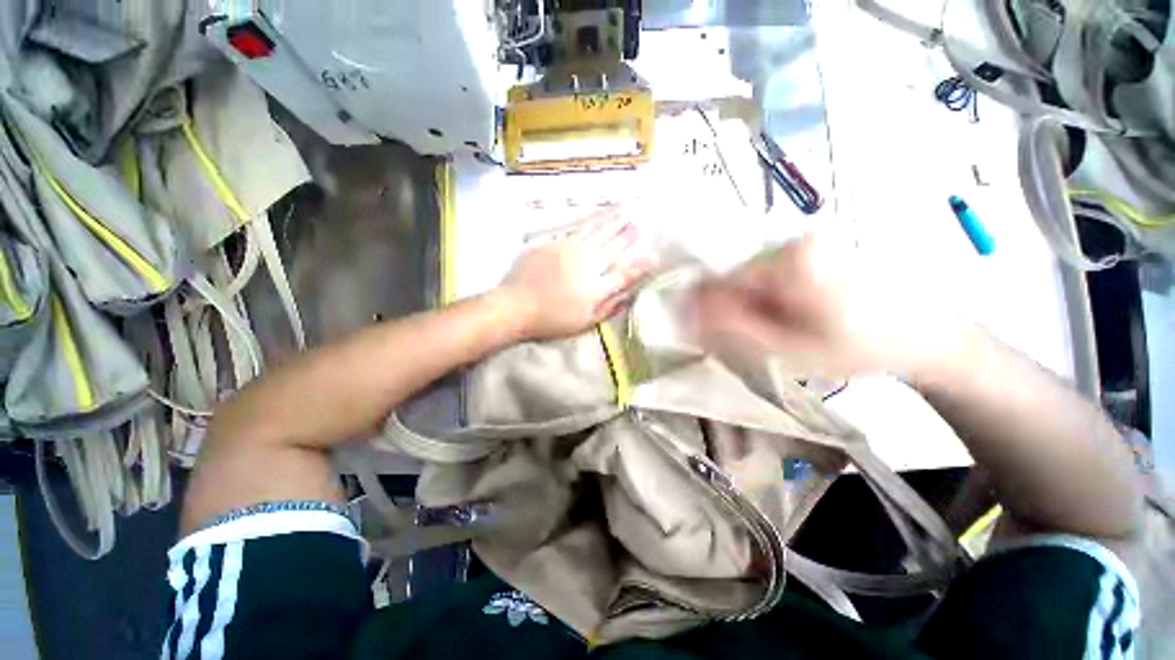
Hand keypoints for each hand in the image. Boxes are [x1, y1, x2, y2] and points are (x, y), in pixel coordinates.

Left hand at [500, 207, 657, 340]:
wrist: (515, 305)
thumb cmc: (552, 319)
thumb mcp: (585, 321)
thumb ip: (610, 305)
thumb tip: (631, 292)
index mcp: (596, 282)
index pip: (624, 270)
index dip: (641, 263)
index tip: (655, 255)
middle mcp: (586, 260)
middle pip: (612, 244)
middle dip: (627, 234)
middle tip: (640, 221)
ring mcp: (568, 247)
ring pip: (595, 230)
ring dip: (611, 220)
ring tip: (624, 209)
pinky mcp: (552, 242)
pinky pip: (575, 227)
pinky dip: (588, 220)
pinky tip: (595, 215)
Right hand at [691, 236, 962, 378]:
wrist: (925, 337)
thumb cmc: (856, 348)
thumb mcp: (785, 347)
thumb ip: (731, 327)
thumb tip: (685, 310)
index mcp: (789, 259)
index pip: (720, 280)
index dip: (708, 308)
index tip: (708, 333)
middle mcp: (793, 239)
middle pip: (735, 275)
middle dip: (734, 307)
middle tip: (754, 337)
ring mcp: (805, 241)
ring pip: (751, 275)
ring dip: (751, 304)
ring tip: (778, 329)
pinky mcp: (813, 249)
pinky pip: (770, 272)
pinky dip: (768, 296)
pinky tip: (790, 315)